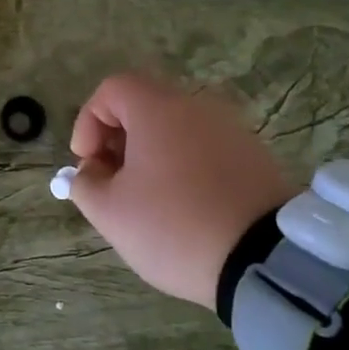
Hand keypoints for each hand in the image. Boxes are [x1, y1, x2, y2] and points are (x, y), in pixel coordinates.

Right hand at [68, 73, 292, 307]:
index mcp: (158, 109)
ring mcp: (232, 130)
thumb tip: (90, 172)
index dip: (88, 121)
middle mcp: (197, 107)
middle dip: (117, 141)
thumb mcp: (109, 212)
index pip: (112, 89)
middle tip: (110, 183)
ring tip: (146, 201)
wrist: (263, 260)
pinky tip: (183, 208)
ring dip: (150, 155)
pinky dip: (183, 167)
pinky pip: (205, 149)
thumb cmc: (173, 227)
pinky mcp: (255, 156)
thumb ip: (85, 183)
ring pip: (176, 129)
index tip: (88, 164)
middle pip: (144, 106)